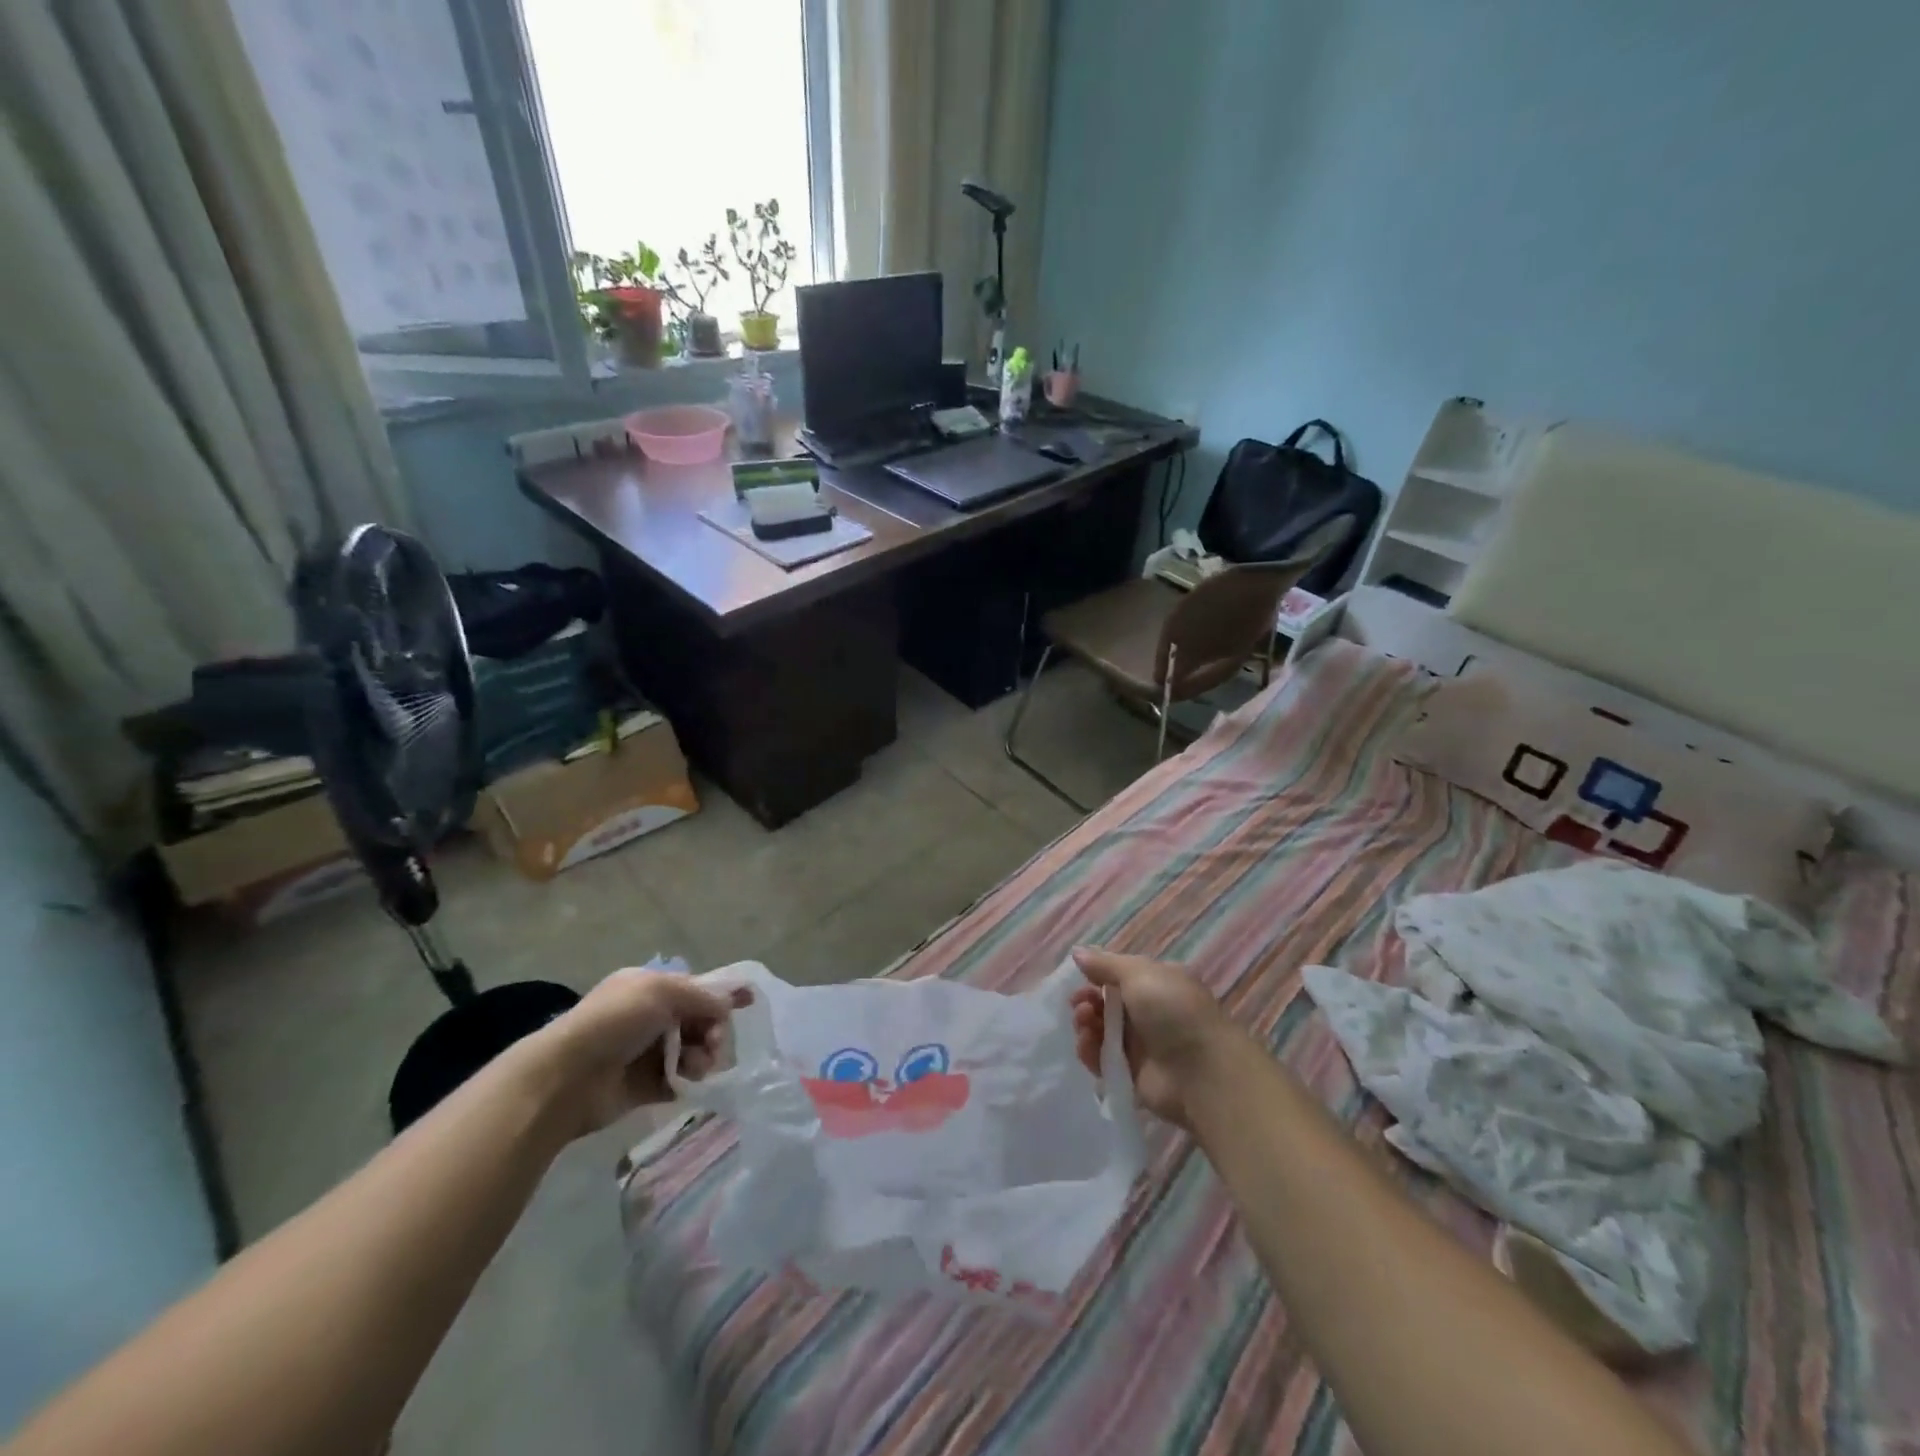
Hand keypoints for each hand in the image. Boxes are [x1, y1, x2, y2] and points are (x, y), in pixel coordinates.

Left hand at [527, 969, 750, 1137]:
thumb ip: (702, 996)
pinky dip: (688, 1080)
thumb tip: (728, 1006)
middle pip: (698, 1021)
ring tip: (697, 1067)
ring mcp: (646, 1053)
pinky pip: (679, 1080)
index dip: (722, 994)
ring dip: (702, 1057)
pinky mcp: (644, 1087)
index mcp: (648, 988)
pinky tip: (687, 1082)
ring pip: (692, 1051)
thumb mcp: (662, 992)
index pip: (695, 988)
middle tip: (715, 1043)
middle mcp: (649, 1017)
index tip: (750, 1001)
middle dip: (713, 1030)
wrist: (566, 1078)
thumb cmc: (614, 1023)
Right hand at [1070, 947, 1239, 1128]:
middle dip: (1087, 1001)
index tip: (1080, 979)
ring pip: (1100, 1031)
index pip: (1119, 977)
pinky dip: (1090, 1051)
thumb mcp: (1139, 973)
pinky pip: (1101, 1059)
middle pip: (1106, 1004)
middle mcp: (1149, 1013)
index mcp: (1157, 983)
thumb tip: (1077, 952)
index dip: (1096, 977)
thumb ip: (1105, 964)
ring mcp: (1140, 1045)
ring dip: (1086, 1024)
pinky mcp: (1131, 1074)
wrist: (1201, 1072)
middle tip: (1080, 1006)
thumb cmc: (1173, 1010)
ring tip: (1085, 1024)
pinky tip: (1087, 1044)